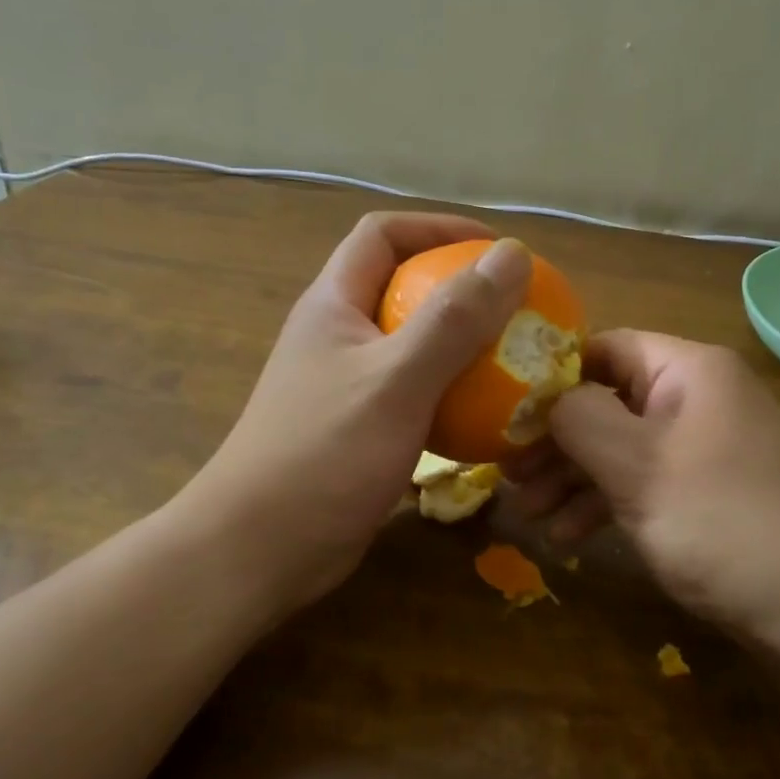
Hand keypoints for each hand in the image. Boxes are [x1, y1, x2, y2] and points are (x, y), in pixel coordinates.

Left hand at [187, 213, 532, 610]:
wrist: (260, 550)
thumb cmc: (323, 455)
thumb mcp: (396, 381)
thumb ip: (455, 318)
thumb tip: (513, 255)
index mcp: (334, 305)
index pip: (383, 234)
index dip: (439, 228)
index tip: (497, 250)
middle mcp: (339, 336)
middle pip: (403, 288)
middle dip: (461, 289)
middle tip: (519, 309)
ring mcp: (348, 386)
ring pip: (414, 346)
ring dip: (463, 347)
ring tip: (515, 360)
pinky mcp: (361, 430)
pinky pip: (417, 395)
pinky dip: (453, 396)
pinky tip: (488, 418)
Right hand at [508, 331, 779, 635]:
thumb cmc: (720, 522)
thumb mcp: (636, 466)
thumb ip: (579, 418)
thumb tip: (545, 395)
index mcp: (689, 371)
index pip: (604, 348)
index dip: (552, 376)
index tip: (505, 413)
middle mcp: (698, 396)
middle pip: (608, 401)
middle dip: (555, 441)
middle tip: (509, 476)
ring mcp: (704, 445)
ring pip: (621, 446)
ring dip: (572, 479)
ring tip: (529, 516)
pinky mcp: (707, 489)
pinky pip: (644, 480)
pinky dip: (606, 502)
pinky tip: (569, 537)